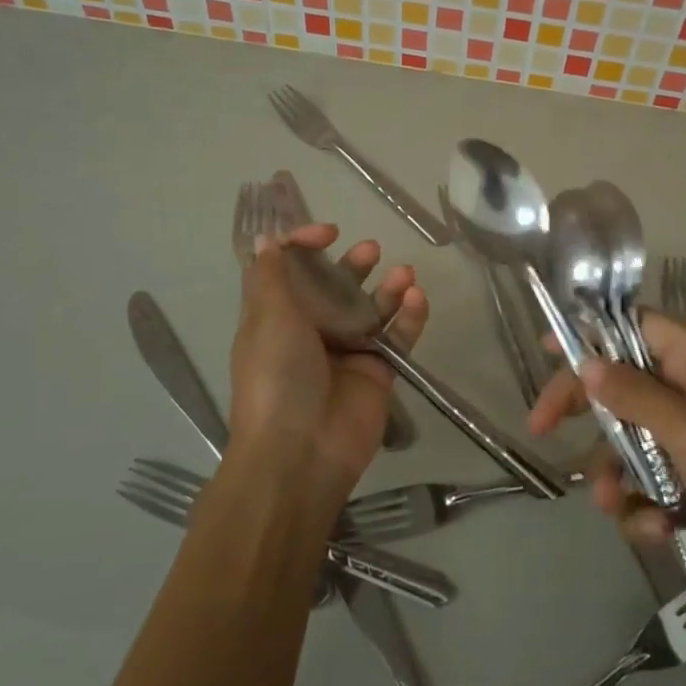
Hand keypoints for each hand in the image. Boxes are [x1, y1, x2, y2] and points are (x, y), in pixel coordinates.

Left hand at [227, 223, 425, 517]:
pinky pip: (398, 336)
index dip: (305, 245)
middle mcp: (312, 330)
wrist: (302, 452)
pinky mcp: (379, 371)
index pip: (290, 270)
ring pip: (372, 308)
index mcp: (277, 316)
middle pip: (336, 286)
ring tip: (404, 273)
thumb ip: (272, 276)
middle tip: (370, 250)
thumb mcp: (268, 319)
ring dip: (388, 287)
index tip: (328, 233)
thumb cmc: (277, 377)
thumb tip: (267, 239)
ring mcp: (348, 351)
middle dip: (353, 264)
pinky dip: (410, 316)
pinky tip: (417, 298)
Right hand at [529, 309, 685, 601]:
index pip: (636, 330)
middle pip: (620, 389)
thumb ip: (633, 395)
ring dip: (615, 476)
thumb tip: (587, 363)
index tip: (549, 349)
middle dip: (586, 413)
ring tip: (616, 505)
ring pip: (626, 447)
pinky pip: (645, 489)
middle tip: (541, 425)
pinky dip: (644, 511)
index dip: (593, 333)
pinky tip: (660, 529)